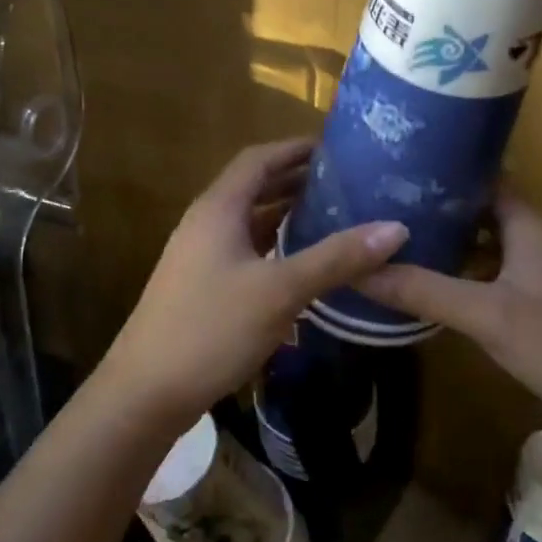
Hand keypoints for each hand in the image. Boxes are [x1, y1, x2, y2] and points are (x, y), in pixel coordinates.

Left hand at [96, 139, 407, 428]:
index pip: (258, 159)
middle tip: (346, 185)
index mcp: (218, 210)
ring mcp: (199, 258)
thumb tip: (396, 227)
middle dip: (296, 182)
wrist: (145, 392)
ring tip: (333, 218)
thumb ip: (336, 258)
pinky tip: (302, 266)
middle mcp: (205, 225)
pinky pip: (244, 253)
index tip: (337, 150)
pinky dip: (274, 249)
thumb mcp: (280, 291)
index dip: (295, 149)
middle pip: (253, 188)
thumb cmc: (211, 329)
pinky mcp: (201, 288)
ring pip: (249, 224)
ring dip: (286, 217)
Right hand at [357, 193, 541, 432]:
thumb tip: (357, 269)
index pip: (486, 179)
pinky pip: (491, 275)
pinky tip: (431, 286)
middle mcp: (535, 242)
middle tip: (383, 204)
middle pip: (482, 212)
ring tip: (396, 240)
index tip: (398, 166)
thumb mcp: (486, 314)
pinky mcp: (537, 306)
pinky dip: (461, 274)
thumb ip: (423, 290)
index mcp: (529, 227)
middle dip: (438, 208)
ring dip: (448, 243)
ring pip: (486, 246)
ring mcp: (538, 276)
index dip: (446, 170)